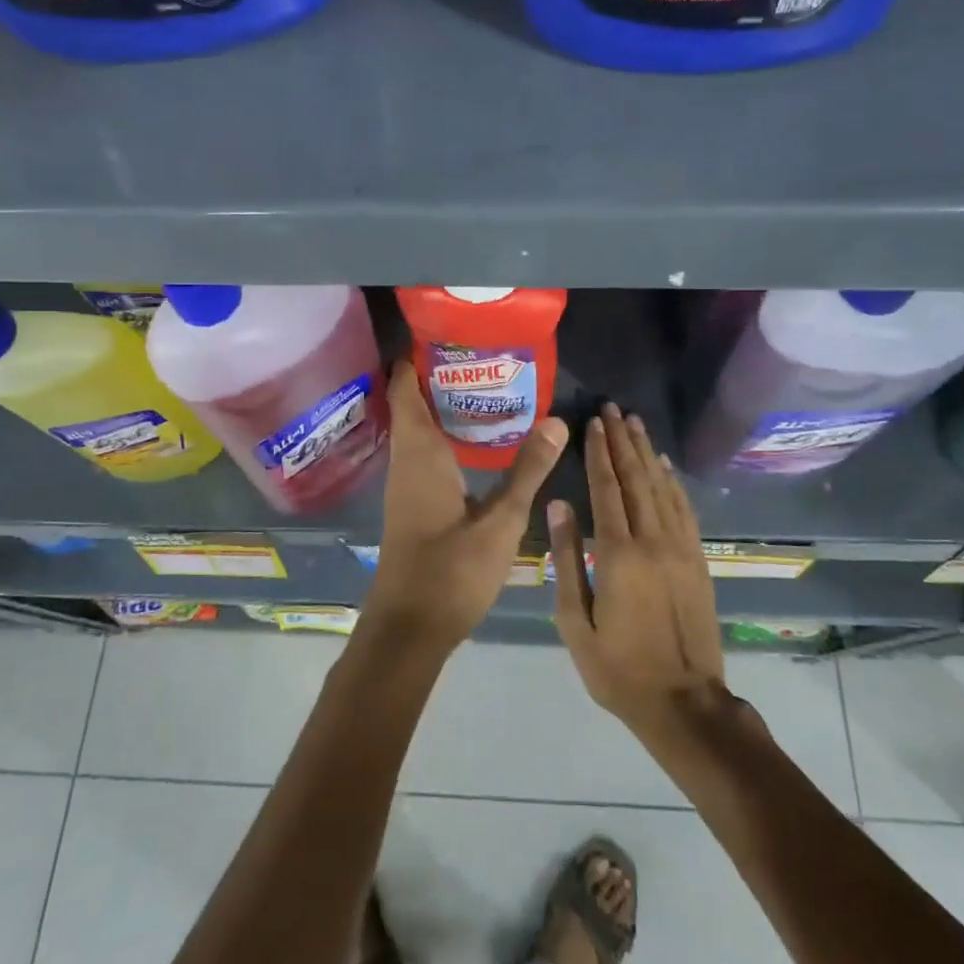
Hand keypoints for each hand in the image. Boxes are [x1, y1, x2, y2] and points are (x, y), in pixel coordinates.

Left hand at [365, 362, 568, 654]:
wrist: (409, 630)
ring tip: (489, 387)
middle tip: (486, 356)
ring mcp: (406, 482)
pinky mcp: (413, 502)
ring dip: (445, 406)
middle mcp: (406, 460)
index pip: (405, 388)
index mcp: (419, 453)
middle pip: (413, 402)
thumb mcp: (500, 521)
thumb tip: (557, 420)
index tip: (448, 333)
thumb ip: (528, 470)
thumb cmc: (450, 572)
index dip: (418, 357)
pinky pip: (425, 450)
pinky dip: (446, 434)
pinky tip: (478, 440)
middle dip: (442, 376)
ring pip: (419, 428)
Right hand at [552, 404, 726, 736]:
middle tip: (613, 408)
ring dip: (647, 452)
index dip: (598, 452)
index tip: (592, 422)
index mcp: (618, 555)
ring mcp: (681, 549)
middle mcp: (653, 541)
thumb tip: (559, 504)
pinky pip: (684, 510)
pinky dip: (672, 482)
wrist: (684, 704)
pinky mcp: (698, 560)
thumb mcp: (575, 621)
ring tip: (635, 423)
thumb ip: (566, 558)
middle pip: (636, 478)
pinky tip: (664, 465)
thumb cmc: (617, 668)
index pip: (607, 488)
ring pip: (662, 487)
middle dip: (623, 440)